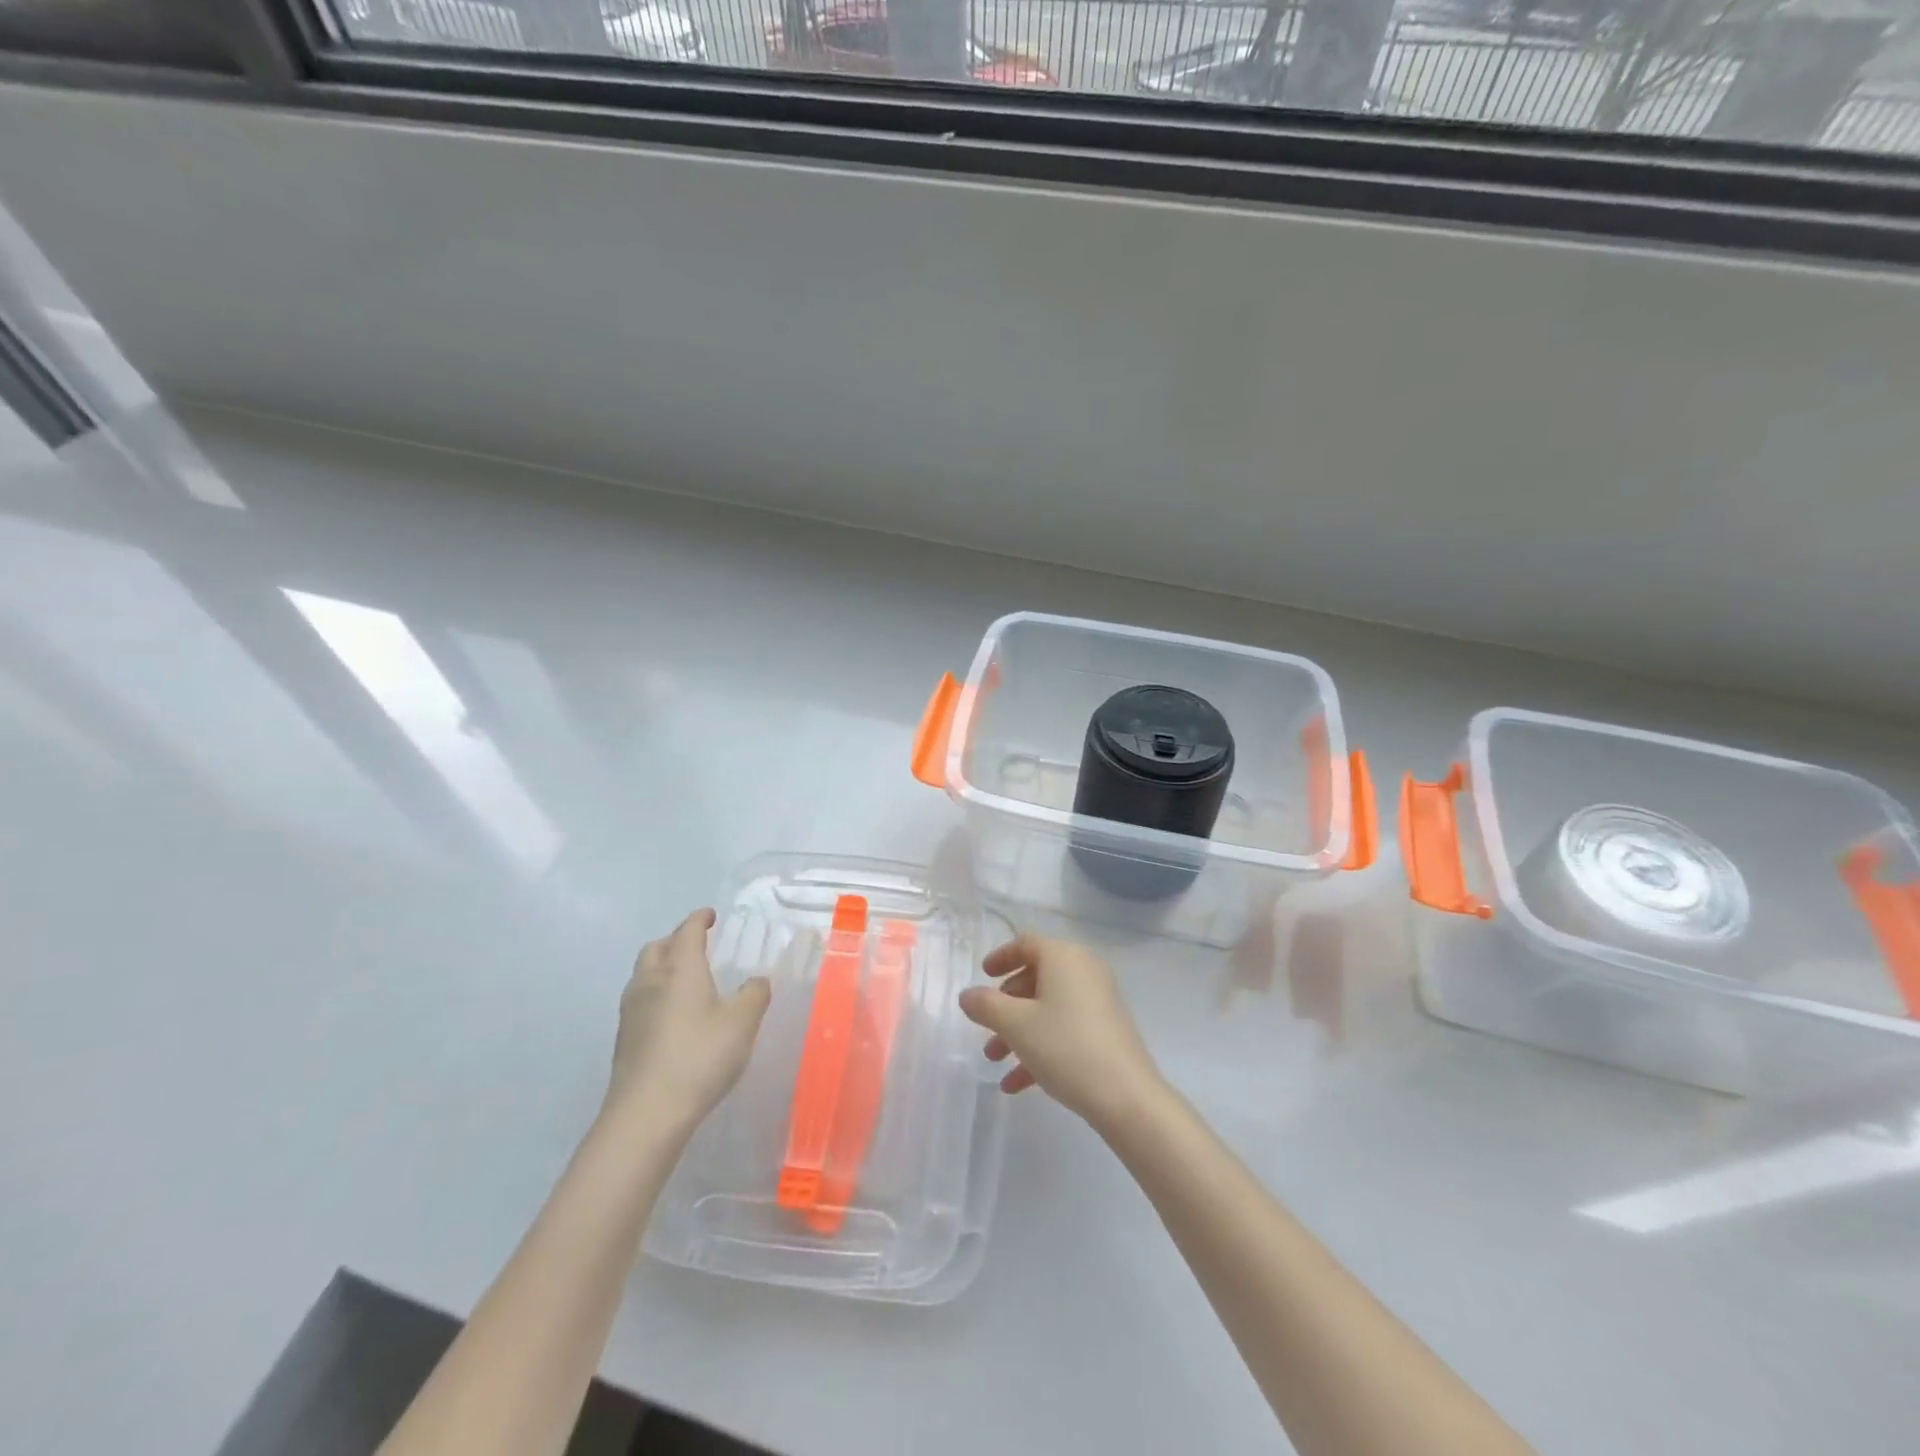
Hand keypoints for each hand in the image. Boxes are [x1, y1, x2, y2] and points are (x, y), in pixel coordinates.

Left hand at [606, 909, 770, 1138]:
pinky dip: (655, 993)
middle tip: (695, 944)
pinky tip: (671, 1015)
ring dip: (661, 966)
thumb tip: (757, 980)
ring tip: (683, 978)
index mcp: (680, 968)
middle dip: (675, 940)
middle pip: (656, 947)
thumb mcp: (742, 1022)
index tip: (710, 915)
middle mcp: (651, 981)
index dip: (699, 919)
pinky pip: (639, 1000)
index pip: (687, 931)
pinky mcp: (623, 1039)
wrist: (646, 1112)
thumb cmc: (700, 1056)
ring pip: (643, 974)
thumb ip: (754, 995)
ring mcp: (631, 1011)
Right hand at [958, 935, 1163, 1130]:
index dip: (1001, 957)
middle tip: (986, 1026)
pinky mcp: (1105, 1031)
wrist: (1126, 1097)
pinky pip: (1064, 1029)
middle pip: (1036, 977)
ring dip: (1018, 1031)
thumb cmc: (1065, 1047)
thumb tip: (968, 995)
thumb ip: (986, 1005)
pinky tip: (1016, 1084)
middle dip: (1005, 1004)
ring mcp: (1098, 1002)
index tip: (983, 975)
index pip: (1027, 943)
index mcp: (1064, 958)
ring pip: (1047, 1008)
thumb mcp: (1016, 1025)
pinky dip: (1040, 1047)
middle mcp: (1084, 971)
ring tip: (994, 1061)